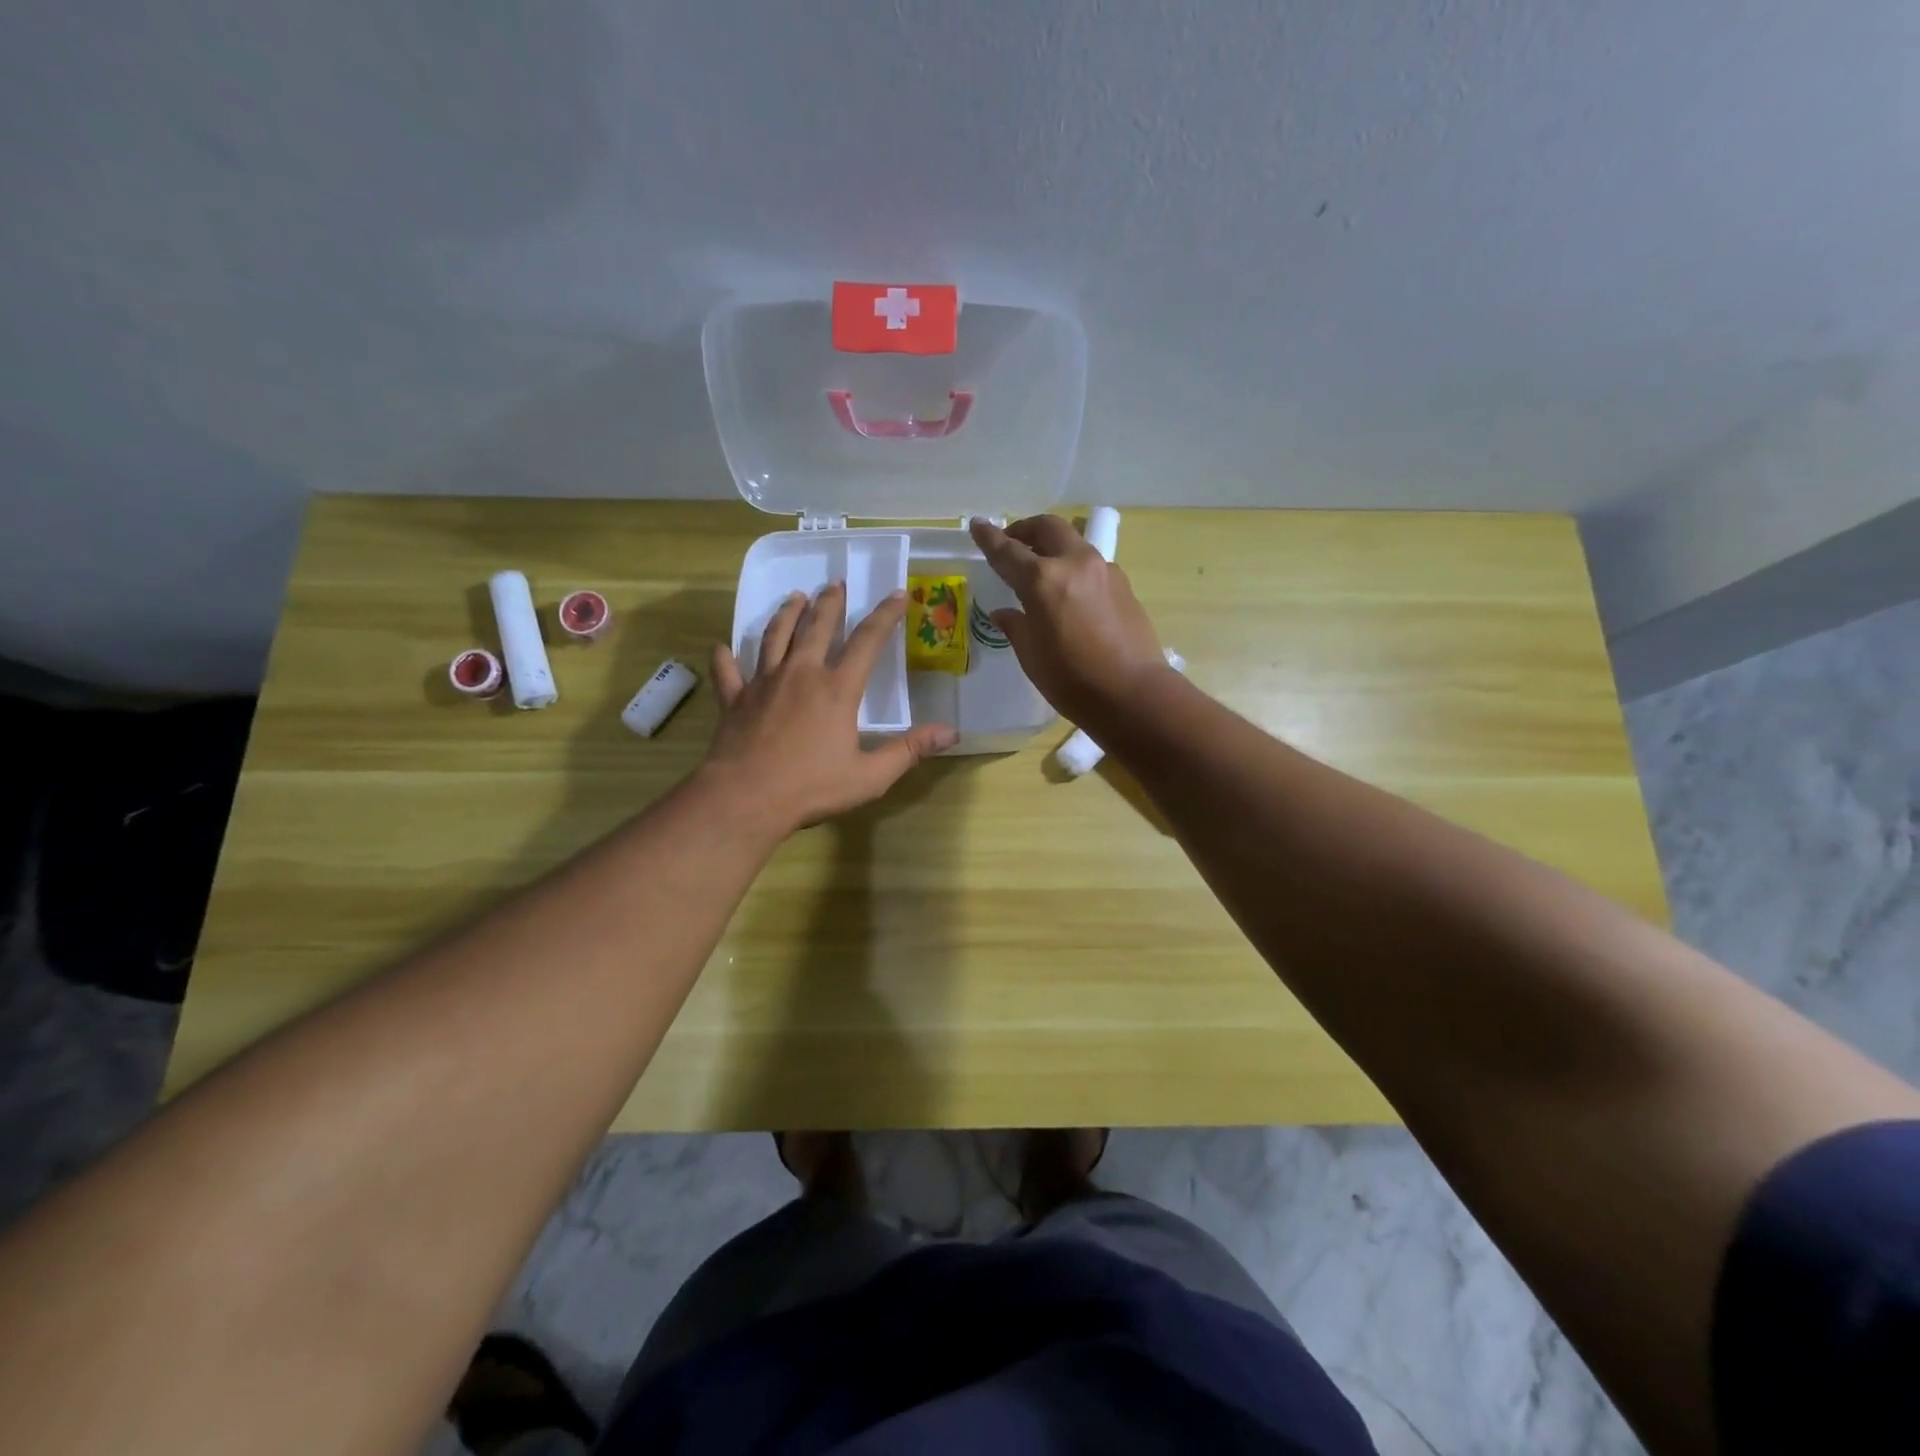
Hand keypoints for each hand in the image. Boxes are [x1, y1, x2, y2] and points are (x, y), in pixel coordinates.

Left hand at [706, 583, 955, 833]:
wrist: (745, 797)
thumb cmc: (811, 787)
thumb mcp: (870, 776)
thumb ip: (909, 750)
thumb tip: (951, 733)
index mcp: (837, 689)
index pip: (867, 641)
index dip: (885, 615)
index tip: (897, 594)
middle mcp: (801, 674)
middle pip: (817, 628)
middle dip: (830, 603)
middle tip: (835, 584)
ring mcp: (763, 683)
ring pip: (775, 637)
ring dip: (786, 615)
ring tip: (794, 598)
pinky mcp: (735, 699)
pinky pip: (728, 671)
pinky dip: (725, 657)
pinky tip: (722, 647)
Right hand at [969, 515, 1169, 726]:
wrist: (1133, 694)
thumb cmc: (1072, 680)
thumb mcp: (1032, 656)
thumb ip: (1016, 626)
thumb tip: (1004, 613)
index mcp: (1043, 580)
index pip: (1008, 551)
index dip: (989, 538)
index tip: (977, 525)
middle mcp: (1074, 563)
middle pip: (1047, 528)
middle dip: (1025, 529)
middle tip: (1012, 543)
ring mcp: (1104, 571)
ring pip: (1072, 542)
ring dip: (1052, 546)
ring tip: (1040, 568)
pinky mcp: (1123, 585)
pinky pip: (1090, 564)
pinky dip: (1072, 566)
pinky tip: (1069, 592)